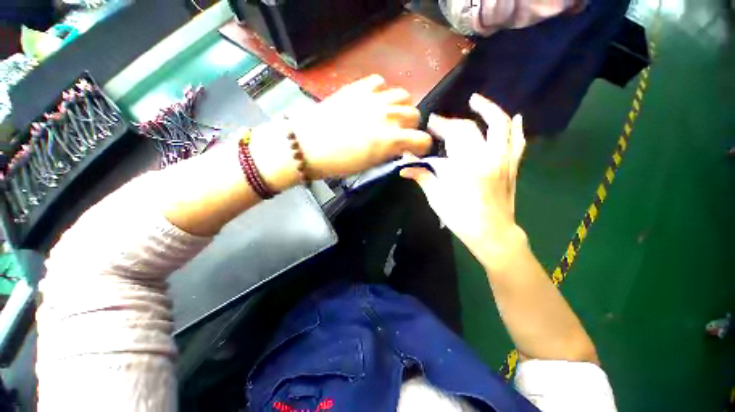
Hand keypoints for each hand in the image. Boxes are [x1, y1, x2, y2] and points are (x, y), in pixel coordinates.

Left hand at [288, 75, 431, 178]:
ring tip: (389, 115)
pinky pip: (380, 83)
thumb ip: (389, 152)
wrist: (309, 145)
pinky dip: (382, 92)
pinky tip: (374, 101)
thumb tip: (398, 147)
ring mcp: (374, 98)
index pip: (422, 139)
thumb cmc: (339, 162)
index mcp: (391, 139)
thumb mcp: (369, 164)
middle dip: (411, 126)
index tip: (415, 149)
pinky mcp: (359, 88)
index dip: (422, 146)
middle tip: (400, 133)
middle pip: (414, 114)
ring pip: (403, 95)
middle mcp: (388, 116)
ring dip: (400, 107)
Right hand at [400, 94, 526, 269]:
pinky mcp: (512, 166)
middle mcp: (489, 156)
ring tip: (476, 100)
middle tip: (439, 121)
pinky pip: (519, 142)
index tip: (429, 123)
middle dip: (452, 121)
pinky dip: (517, 128)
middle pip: (471, 127)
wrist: (492, 233)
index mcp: (467, 165)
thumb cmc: (461, 218)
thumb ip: (423, 177)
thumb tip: (404, 169)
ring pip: (502, 125)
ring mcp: (504, 160)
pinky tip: (517, 117)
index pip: (453, 135)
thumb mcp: (437, 198)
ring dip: (489, 109)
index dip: (440, 125)